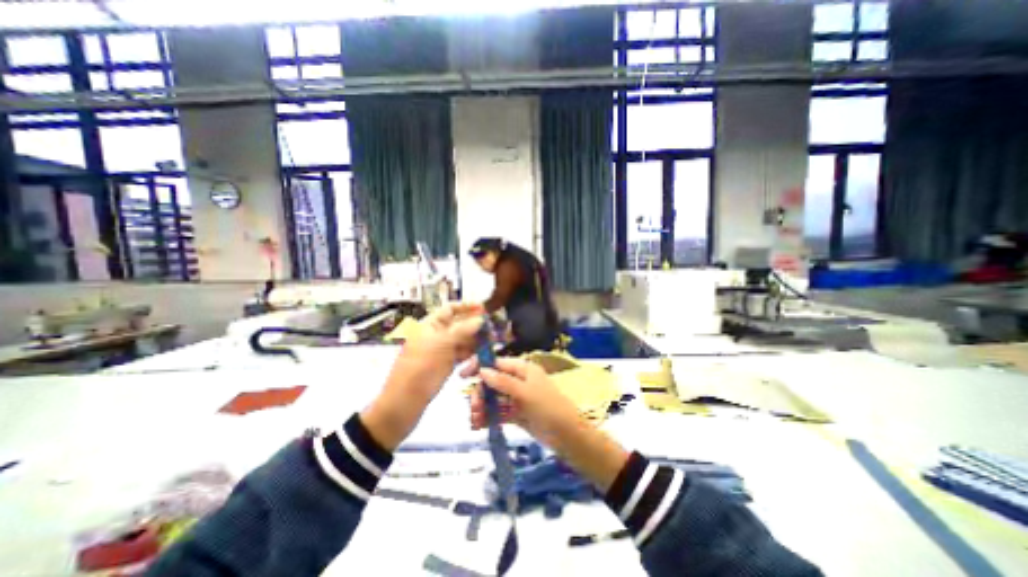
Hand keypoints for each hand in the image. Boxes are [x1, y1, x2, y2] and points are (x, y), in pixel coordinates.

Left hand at [360, 302, 486, 449]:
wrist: (404, 402)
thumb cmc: (421, 368)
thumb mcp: (442, 345)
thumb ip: (462, 330)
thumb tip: (480, 318)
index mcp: (430, 325)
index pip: (450, 309)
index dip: (467, 306)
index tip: (484, 308)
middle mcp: (437, 335)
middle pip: (459, 324)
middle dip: (475, 324)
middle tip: (494, 328)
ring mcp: (442, 350)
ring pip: (463, 340)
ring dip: (476, 340)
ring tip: (491, 342)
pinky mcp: (446, 364)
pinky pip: (462, 354)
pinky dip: (471, 353)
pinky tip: (482, 355)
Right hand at [464, 357, 625, 491]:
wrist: (568, 436)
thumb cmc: (548, 408)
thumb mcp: (526, 393)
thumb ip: (503, 382)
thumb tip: (483, 370)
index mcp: (523, 369)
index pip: (498, 363)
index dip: (480, 366)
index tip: (463, 375)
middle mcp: (519, 381)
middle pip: (493, 382)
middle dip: (481, 392)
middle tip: (473, 407)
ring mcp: (518, 398)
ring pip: (495, 398)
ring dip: (483, 407)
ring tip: (474, 420)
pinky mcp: (517, 414)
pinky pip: (499, 412)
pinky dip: (489, 417)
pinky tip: (478, 425)